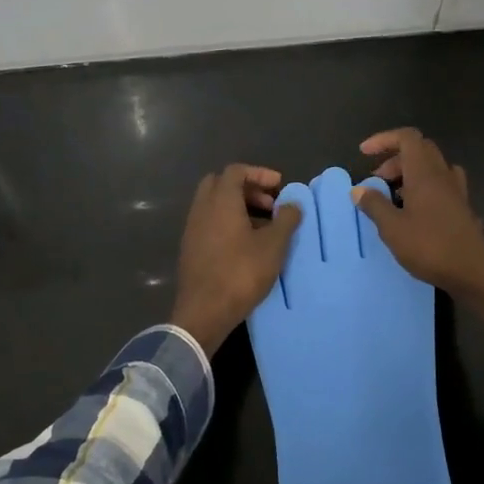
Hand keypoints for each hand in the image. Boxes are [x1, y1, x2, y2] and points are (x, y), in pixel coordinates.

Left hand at [169, 165, 302, 354]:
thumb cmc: (241, 273)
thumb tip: (292, 203)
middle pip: (221, 184)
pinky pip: (209, 223)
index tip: (279, 186)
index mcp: (220, 201)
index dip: (259, 174)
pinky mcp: (190, 249)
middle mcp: (202, 209)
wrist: (204, 312)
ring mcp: (192, 229)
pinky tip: (246, 245)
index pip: (236, 171)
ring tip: (263, 228)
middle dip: (247, 189)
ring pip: (214, 205)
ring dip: (238, 208)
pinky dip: (227, 223)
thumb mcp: (273, 246)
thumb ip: (286, 219)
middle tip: (269, 205)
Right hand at [352, 128, 483, 326]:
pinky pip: (442, 186)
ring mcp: (456, 191)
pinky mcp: (462, 208)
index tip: (364, 154)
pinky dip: (425, 189)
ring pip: (432, 168)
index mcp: (425, 173)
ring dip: (410, 174)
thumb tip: (359, 189)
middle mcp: (443, 175)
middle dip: (394, 159)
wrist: (473, 272)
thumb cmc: (429, 247)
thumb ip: (374, 205)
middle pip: (420, 150)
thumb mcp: (393, 228)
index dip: (384, 139)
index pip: (407, 138)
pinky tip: (415, 211)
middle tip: (377, 181)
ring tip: (394, 197)